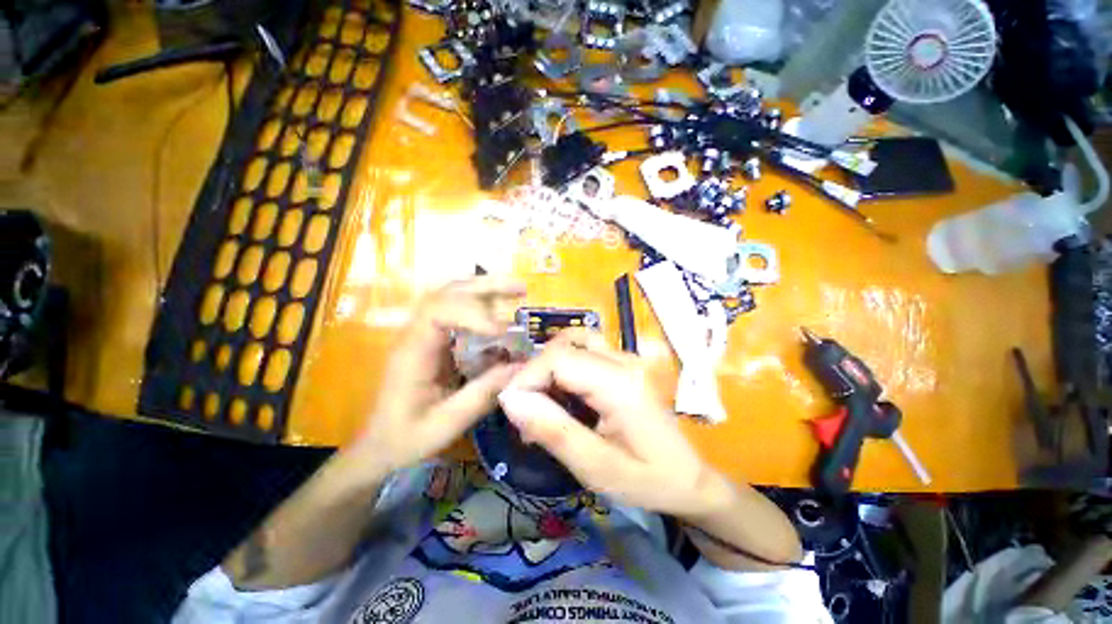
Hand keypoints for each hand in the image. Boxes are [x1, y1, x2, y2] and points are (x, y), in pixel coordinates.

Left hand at [353, 276, 525, 473]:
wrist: (378, 446)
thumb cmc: (406, 438)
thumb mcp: (447, 424)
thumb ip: (483, 394)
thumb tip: (522, 367)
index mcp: (413, 353)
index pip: (438, 312)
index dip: (473, 313)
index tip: (502, 332)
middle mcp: (415, 334)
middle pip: (446, 293)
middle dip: (486, 286)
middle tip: (522, 288)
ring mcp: (422, 334)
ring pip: (450, 295)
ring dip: (484, 288)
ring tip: (516, 290)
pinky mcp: (431, 339)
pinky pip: (454, 309)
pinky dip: (479, 302)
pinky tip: (499, 306)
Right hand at [497, 329, 733, 516]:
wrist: (688, 478)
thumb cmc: (647, 480)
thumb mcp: (596, 468)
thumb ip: (553, 430)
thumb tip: (509, 399)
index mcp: (619, 383)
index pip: (557, 359)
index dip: (526, 379)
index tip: (513, 412)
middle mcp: (623, 359)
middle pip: (562, 346)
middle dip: (535, 376)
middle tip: (528, 415)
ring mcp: (625, 357)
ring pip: (572, 342)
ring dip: (549, 367)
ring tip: (544, 401)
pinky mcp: (624, 363)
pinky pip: (584, 351)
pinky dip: (563, 367)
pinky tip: (563, 395)